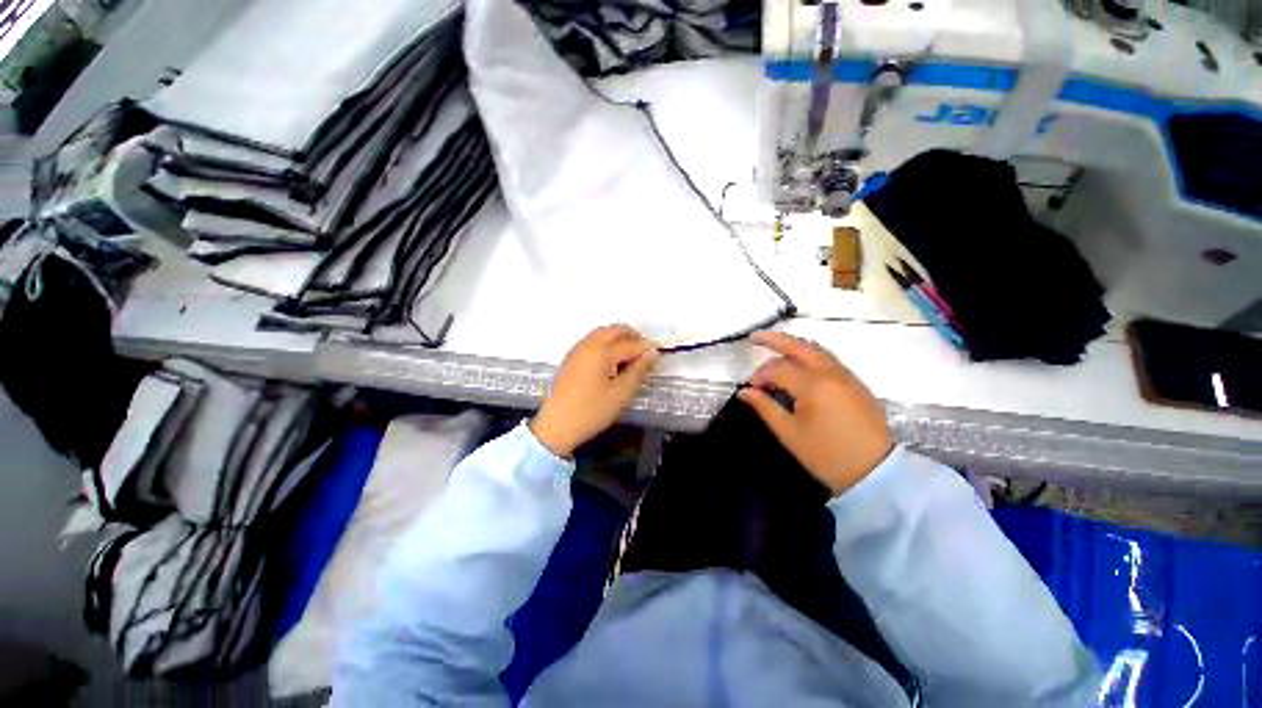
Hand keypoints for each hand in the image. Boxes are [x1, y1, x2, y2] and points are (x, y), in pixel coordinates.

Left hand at [531, 325, 660, 457]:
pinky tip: (612, 361)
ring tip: (631, 357)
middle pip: (615, 330)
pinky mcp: (571, 358)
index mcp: (601, 352)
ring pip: (602, 333)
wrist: (556, 426)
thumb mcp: (621, 394)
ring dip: (619, 339)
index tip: (659, 355)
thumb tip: (653, 353)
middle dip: (633, 337)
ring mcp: (577, 350)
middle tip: (645, 353)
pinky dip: (606, 343)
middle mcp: (588, 345)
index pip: (630, 344)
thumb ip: (639, 370)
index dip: (646, 348)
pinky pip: (592, 341)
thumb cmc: (592, 411)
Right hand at [738, 331, 893, 494]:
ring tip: (775, 347)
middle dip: (775, 339)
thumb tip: (744, 391)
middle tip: (755, 338)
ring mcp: (846, 375)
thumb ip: (765, 407)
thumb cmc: (827, 455)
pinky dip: (809, 354)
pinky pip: (828, 359)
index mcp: (813, 385)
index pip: (777, 369)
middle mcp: (831, 372)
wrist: (876, 472)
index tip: (750, 389)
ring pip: (816, 349)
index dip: (759, 375)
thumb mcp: (790, 433)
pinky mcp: (855, 382)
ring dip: (793, 345)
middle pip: (799, 346)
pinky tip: (799, 363)